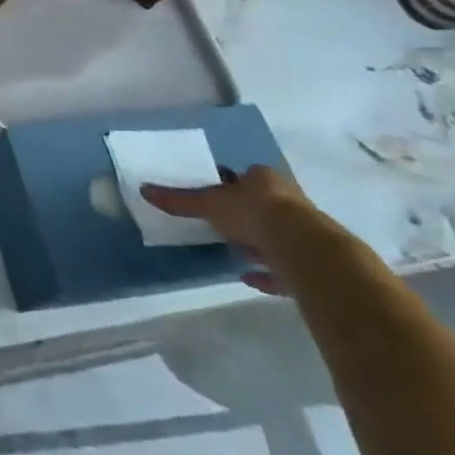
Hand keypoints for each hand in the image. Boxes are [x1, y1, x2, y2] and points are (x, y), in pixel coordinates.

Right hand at [141, 165, 316, 293]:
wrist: (303, 248)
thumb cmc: (253, 212)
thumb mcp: (209, 203)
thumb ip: (178, 200)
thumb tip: (144, 189)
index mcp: (265, 179)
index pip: (245, 176)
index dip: (230, 185)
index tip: (214, 197)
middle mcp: (289, 200)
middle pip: (263, 205)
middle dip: (244, 214)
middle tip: (221, 224)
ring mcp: (304, 232)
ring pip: (276, 234)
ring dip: (257, 243)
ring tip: (234, 251)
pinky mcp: (311, 262)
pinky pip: (283, 267)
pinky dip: (266, 274)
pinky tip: (247, 278)